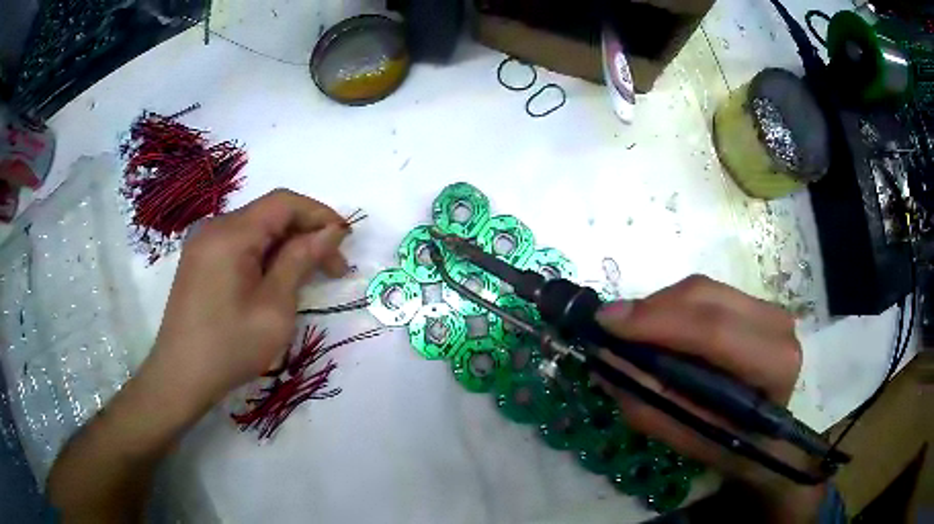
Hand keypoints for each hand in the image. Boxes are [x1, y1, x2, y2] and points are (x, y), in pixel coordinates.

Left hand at [147, 189, 349, 410]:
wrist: (180, 377)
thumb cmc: (230, 346)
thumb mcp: (274, 308)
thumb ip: (300, 261)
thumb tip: (330, 233)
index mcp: (231, 233)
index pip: (284, 203)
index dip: (319, 214)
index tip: (346, 241)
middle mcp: (214, 228)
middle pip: (269, 214)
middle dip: (305, 233)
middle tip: (333, 268)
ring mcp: (203, 244)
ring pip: (254, 230)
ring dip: (285, 246)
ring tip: (307, 277)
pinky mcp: (199, 261)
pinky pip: (238, 245)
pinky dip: (263, 255)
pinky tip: (274, 280)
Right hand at [595, 275, 824, 520]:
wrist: (772, 438)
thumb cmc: (736, 447)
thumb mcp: (691, 441)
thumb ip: (651, 407)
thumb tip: (606, 365)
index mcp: (773, 366)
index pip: (714, 332)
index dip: (658, 323)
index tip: (607, 324)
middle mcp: (778, 326)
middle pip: (706, 298)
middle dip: (651, 309)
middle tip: (610, 325)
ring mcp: (769, 309)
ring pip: (703, 288)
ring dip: (659, 306)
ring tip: (630, 331)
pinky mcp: (756, 304)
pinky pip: (707, 292)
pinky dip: (674, 306)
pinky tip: (658, 327)